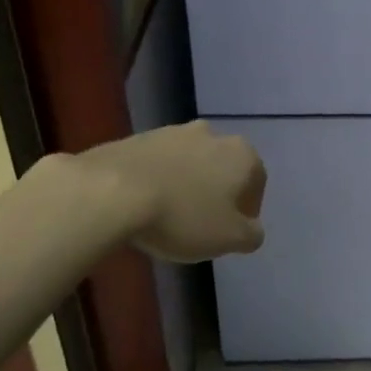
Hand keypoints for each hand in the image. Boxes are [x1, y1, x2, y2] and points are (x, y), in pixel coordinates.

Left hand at [82, 121, 266, 262]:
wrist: (112, 191)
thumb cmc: (183, 216)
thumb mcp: (230, 239)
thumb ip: (251, 234)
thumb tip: (252, 229)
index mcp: (242, 154)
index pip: (257, 181)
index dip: (248, 209)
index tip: (232, 231)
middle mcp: (212, 134)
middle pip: (223, 167)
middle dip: (217, 192)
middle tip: (203, 223)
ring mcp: (173, 132)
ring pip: (191, 162)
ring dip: (187, 184)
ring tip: (170, 216)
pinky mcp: (139, 137)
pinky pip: (159, 163)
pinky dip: (159, 180)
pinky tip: (145, 205)